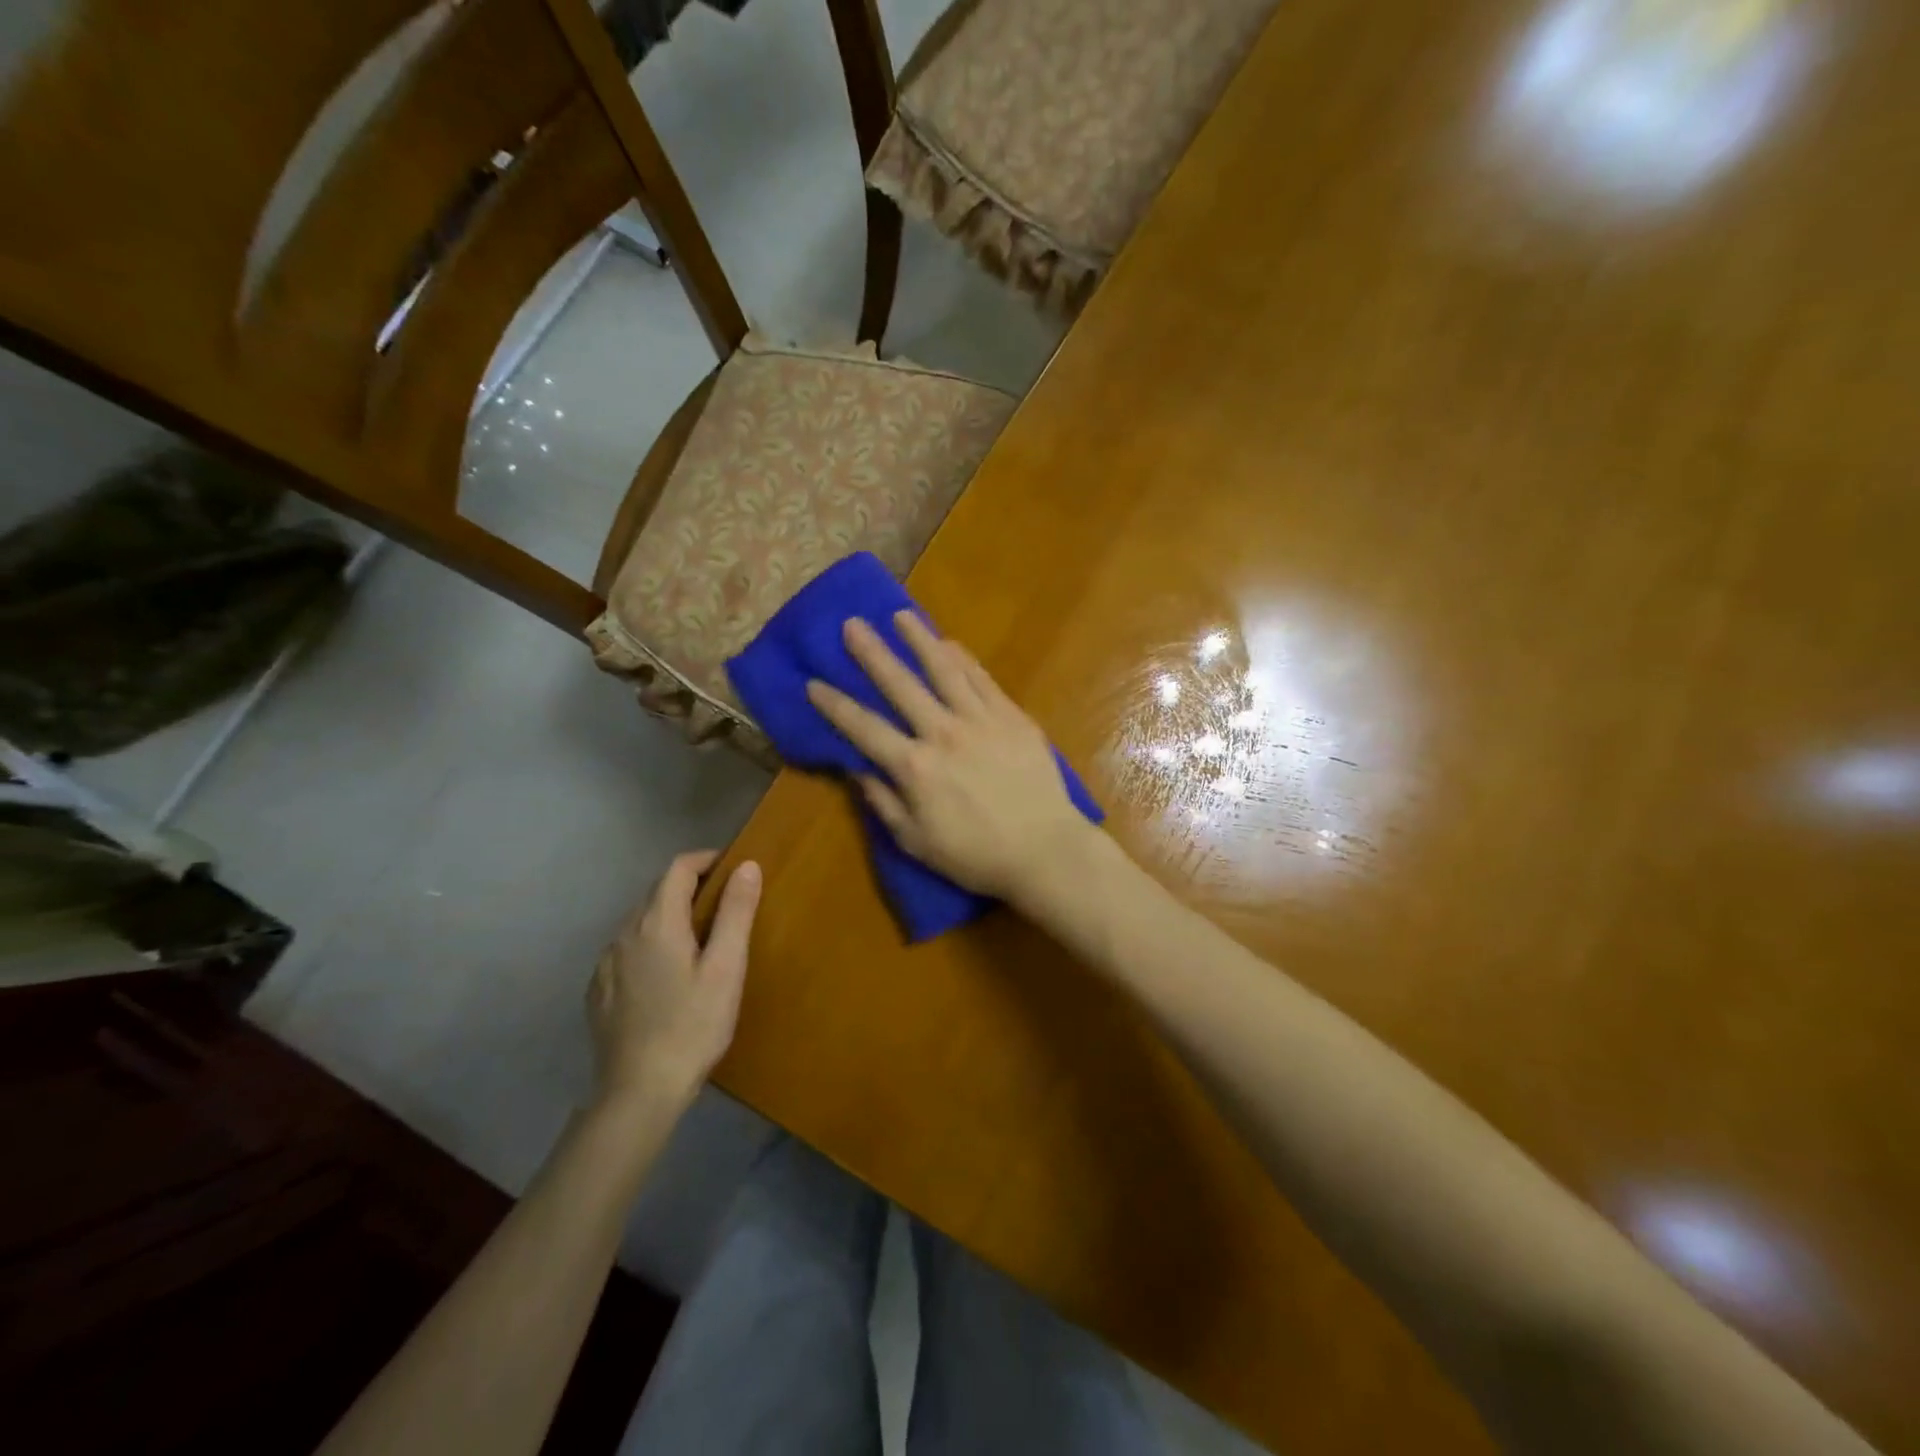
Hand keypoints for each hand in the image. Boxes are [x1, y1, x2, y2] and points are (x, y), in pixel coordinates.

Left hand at [588, 851, 760, 1109]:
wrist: (638, 1093)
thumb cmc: (692, 1026)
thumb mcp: (726, 968)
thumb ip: (735, 912)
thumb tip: (746, 866)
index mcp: (656, 921)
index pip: (678, 867)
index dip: (707, 860)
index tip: (734, 871)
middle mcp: (624, 933)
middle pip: (658, 892)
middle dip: (691, 888)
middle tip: (726, 909)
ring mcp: (605, 963)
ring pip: (641, 922)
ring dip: (670, 918)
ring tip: (700, 944)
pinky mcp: (598, 991)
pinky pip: (627, 951)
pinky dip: (651, 946)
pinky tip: (668, 978)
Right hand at [805, 613, 1095, 903]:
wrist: (1045, 850)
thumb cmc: (976, 856)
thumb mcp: (916, 842)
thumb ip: (883, 802)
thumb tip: (856, 768)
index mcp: (914, 767)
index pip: (864, 728)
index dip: (835, 705)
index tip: (813, 682)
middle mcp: (943, 732)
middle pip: (901, 685)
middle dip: (872, 653)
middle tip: (852, 624)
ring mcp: (981, 719)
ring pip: (944, 669)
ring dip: (919, 640)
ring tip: (901, 615)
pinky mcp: (1012, 717)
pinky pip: (982, 679)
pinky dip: (963, 658)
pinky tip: (950, 643)